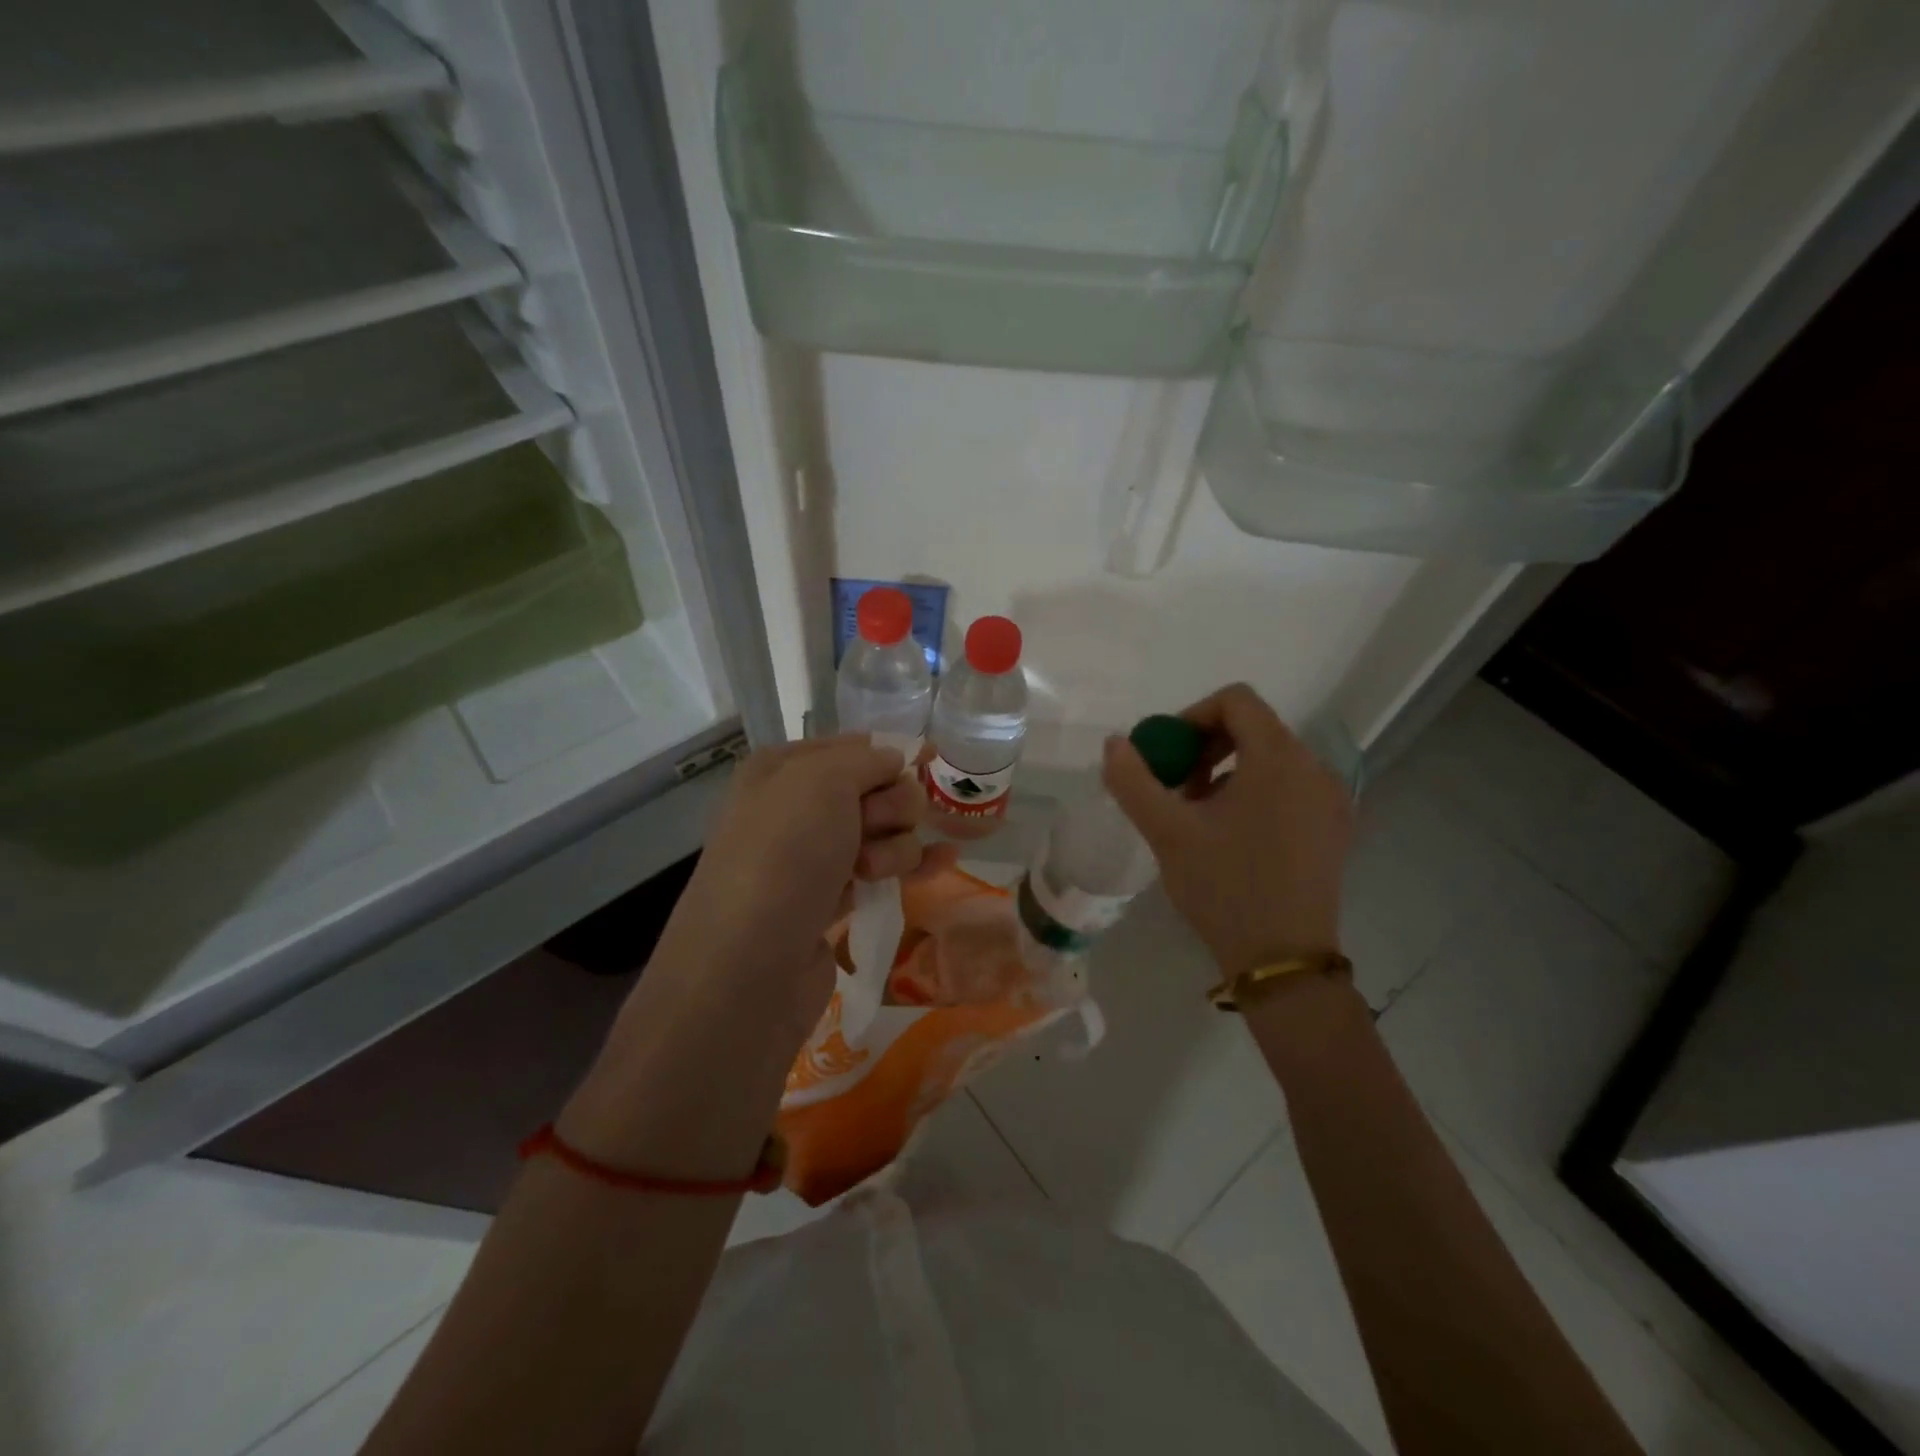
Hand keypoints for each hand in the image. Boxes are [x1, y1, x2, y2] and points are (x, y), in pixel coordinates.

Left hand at [645, 736, 933, 1040]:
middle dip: (891, 805)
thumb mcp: (823, 781)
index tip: (932, 758)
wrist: (748, 964)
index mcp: (782, 769)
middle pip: (875, 790)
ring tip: (871, 871)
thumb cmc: (784, 854)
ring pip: (883, 832)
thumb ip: (867, 759)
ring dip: (895, 845)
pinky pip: (881, 871)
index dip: (893, 752)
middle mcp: (795, 808)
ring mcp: (812, 857)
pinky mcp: (830, 900)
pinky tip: (944, 863)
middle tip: (874, 827)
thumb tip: (893, 760)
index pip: (853, 746)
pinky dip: (910, 866)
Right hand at [1102, 683, 1353, 978]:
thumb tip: (1115, 743)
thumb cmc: (1224, 887)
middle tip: (1177, 788)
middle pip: (1254, 728)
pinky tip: (1232, 836)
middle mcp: (1314, 768)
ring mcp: (1330, 800)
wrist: (1282, 960)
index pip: (1236, 700)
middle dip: (1207, 748)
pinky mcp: (1335, 828)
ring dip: (1228, 772)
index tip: (1168, 756)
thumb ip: (1133, 780)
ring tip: (1199, 816)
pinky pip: (1290, 787)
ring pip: (1271, 759)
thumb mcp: (1167, 831)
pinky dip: (1255, 793)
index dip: (1192, 716)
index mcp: (1279, 758)